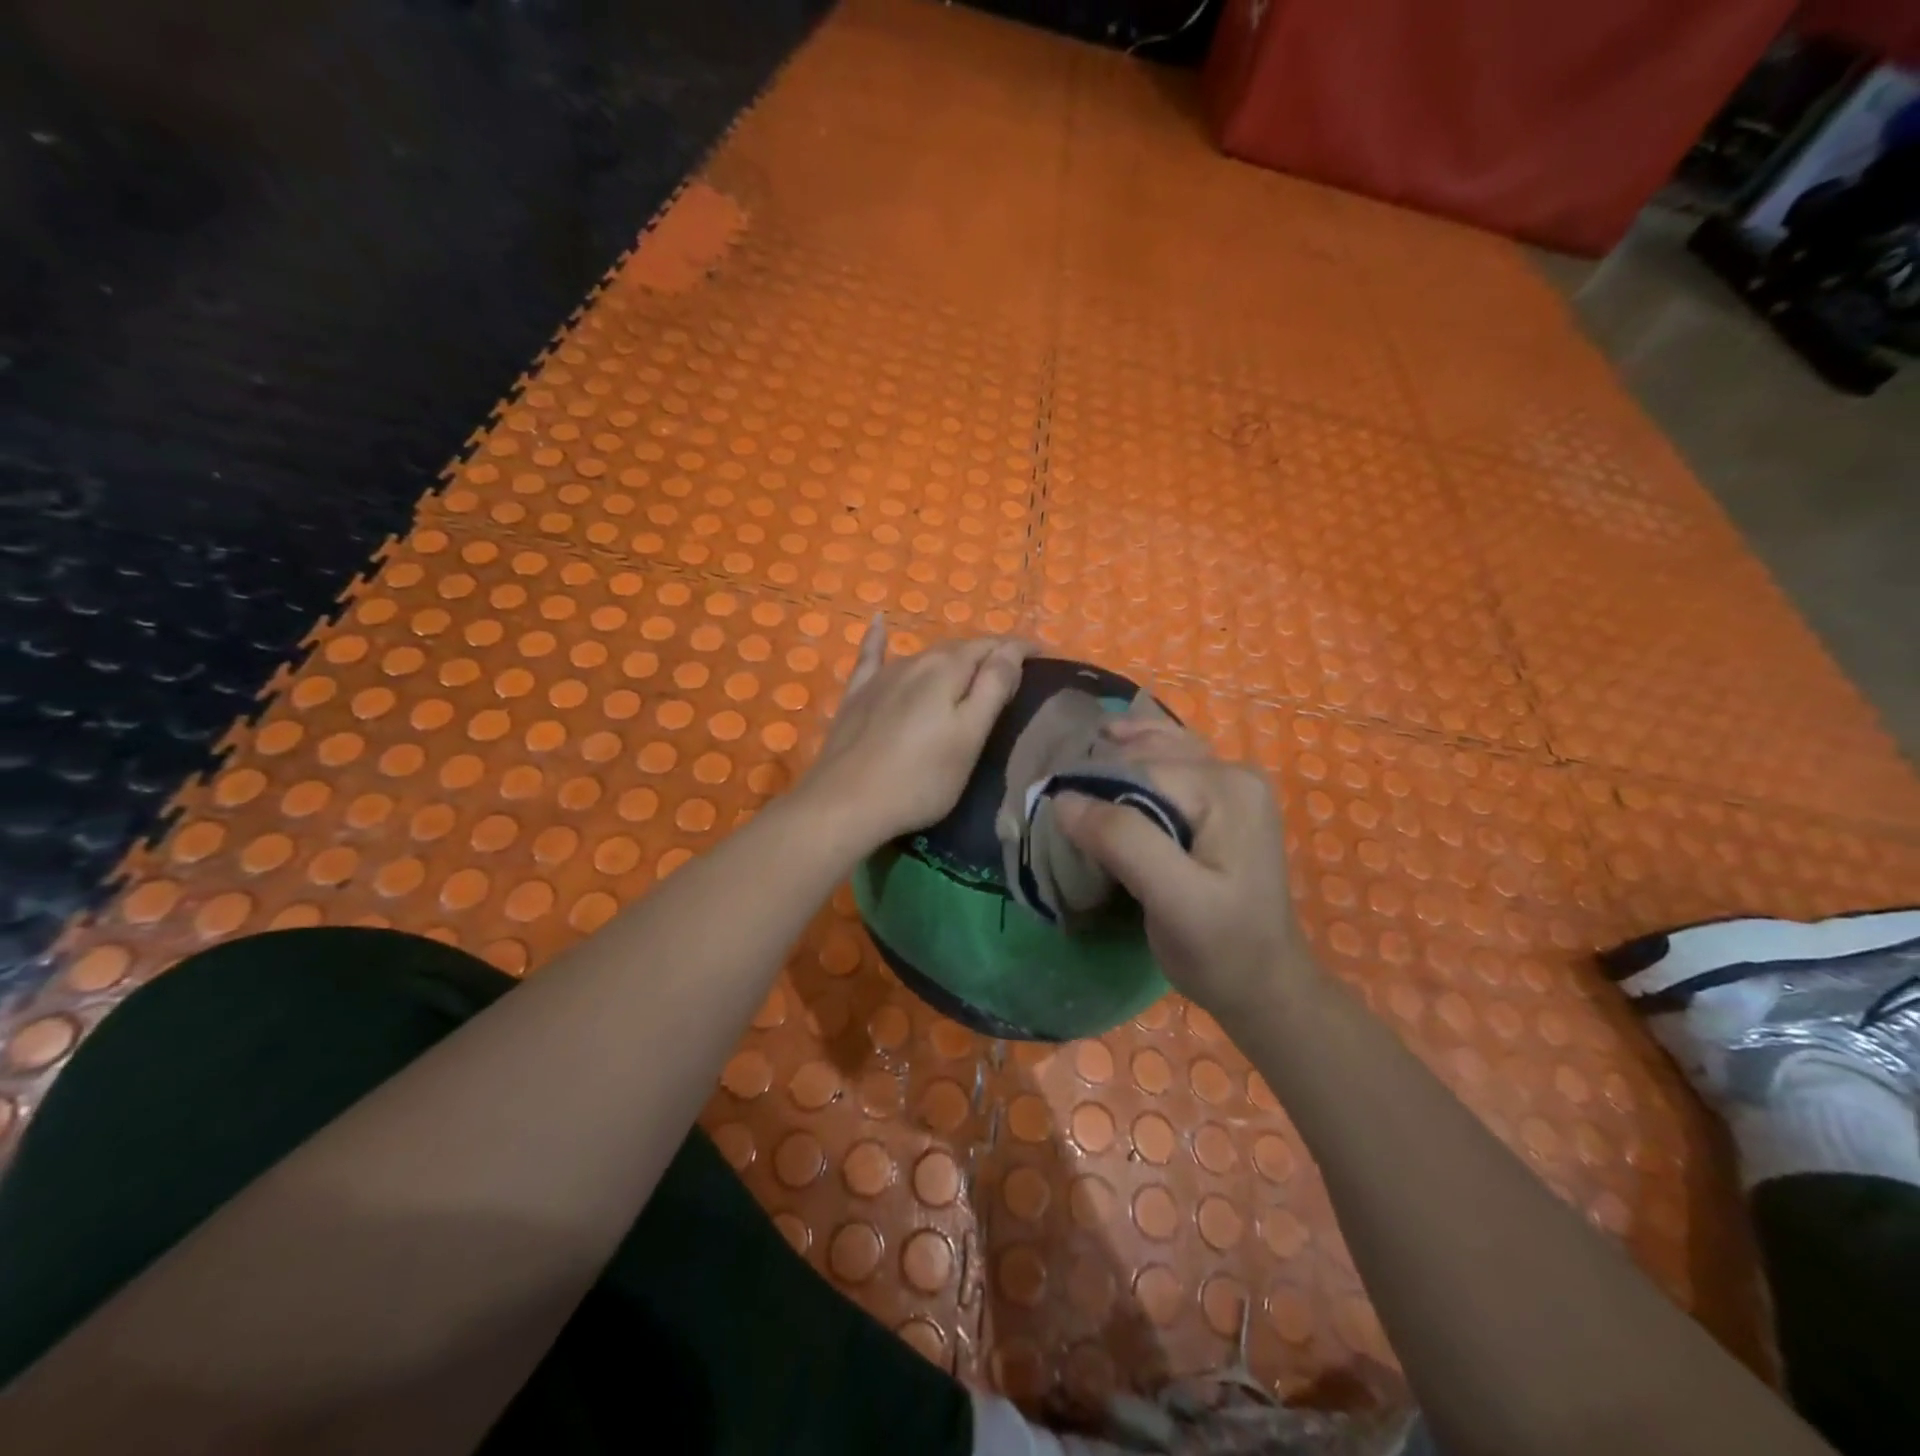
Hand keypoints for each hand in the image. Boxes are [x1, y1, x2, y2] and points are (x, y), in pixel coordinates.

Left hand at [802, 616, 1029, 852]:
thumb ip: (992, 688)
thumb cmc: (920, 779)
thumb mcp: (969, 737)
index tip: (1043, 654)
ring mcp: (882, 677)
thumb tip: (1011, 650)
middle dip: (988, 652)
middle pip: (959, 648)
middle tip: (1012, 669)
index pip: (992, 647)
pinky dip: (878, 638)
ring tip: (971, 666)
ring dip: (952, 656)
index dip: (1019, 648)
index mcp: (948, 670)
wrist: (845, 802)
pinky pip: (872, 656)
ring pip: (925, 655)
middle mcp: (915, 662)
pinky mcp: (857, 695)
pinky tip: (878, 621)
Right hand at [1054, 719, 1310, 1019]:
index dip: (1091, 784)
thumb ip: (1122, 841)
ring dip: (1115, 755)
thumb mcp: (1172, 899)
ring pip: (1158, 752)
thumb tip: (1064, 799)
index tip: (1052, 813)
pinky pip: (1171, 765)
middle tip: (1055, 795)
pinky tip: (1113, 749)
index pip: (1140, 767)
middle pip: (1147, 755)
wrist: (1265, 984)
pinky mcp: (1223, 801)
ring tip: (1075, 765)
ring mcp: (1232, 784)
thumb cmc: (1221, 949)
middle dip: (1100, 768)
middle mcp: (1233, 772)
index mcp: (1227, 788)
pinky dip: (1137, 758)